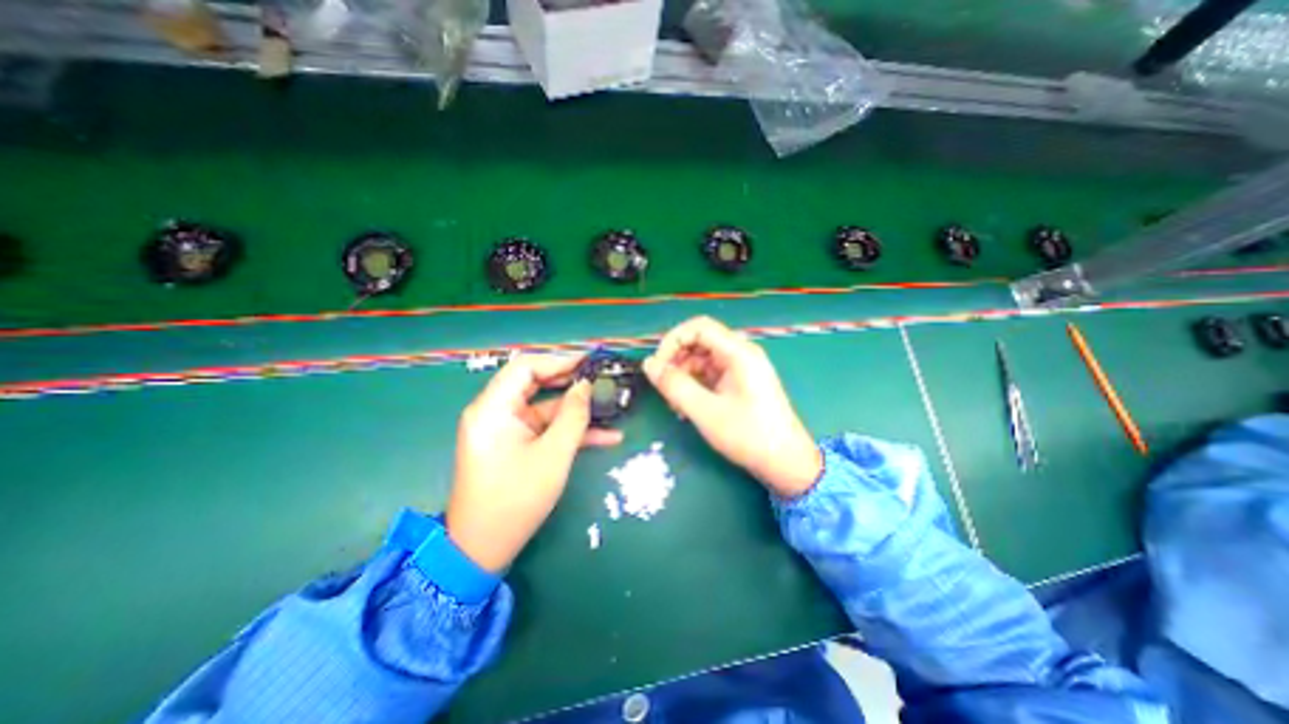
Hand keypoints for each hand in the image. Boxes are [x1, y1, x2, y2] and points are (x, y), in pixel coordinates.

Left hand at [447, 355, 620, 570]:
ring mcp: (507, 429)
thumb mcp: (553, 455)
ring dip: (577, 410)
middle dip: (572, 383)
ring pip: (546, 408)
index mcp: (493, 408)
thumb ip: (573, 416)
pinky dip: (570, 431)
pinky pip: (545, 428)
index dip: (559, 360)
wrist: (483, 549)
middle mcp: (496, 412)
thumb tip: (587, 386)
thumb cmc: (515, 500)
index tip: (590, 363)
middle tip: (603, 380)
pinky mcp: (516, 444)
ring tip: (612, 406)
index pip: (525, 367)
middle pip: (537, 384)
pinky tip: (605, 436)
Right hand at [641, 319, 818, 500]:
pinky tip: (687, 406)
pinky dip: (695, 385)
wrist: (786, 462)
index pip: (699, 327)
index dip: (673, 340)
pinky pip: (710, 374)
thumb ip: (674, 385)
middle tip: (663, 386)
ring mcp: (741, 368)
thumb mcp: (705, 411)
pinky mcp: (739, 382)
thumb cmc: (748, 435)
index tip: (658, 365)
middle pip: (700, 341)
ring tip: (675, 403)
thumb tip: (648, 364)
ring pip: (702, 359)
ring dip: (684, 375)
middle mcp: (741, 354)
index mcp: (739, 353)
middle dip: (677, 360)